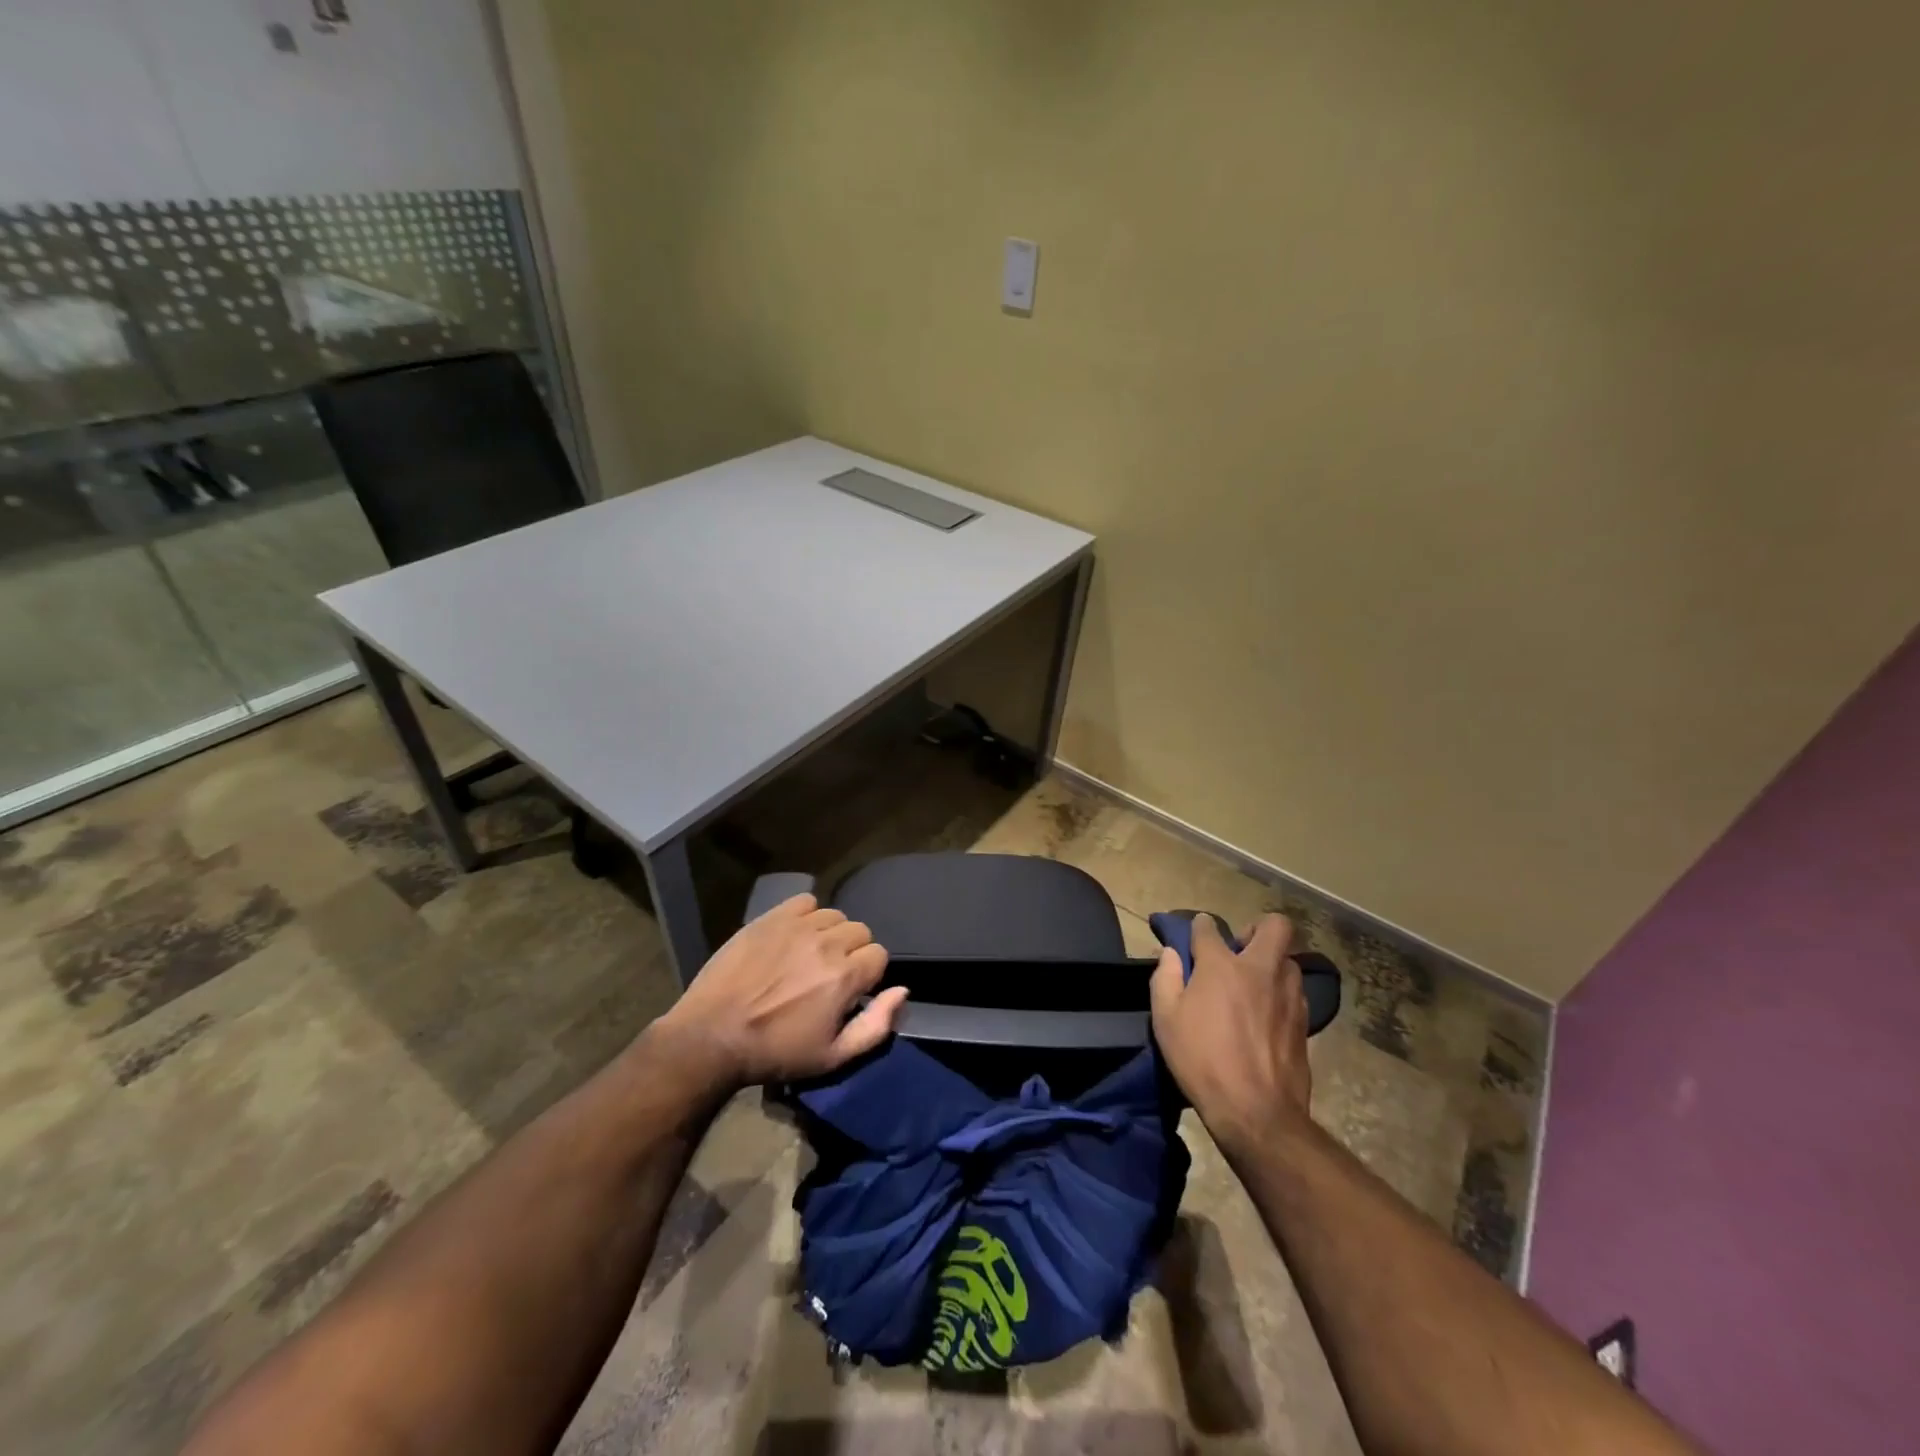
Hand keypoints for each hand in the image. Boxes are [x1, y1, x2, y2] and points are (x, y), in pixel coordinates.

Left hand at [656, 894, 906, 1085]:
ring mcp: (797, 927)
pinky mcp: (771, 917)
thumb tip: (902, 991)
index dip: (868, 974)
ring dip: (829, 933)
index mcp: (845, 977)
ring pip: (834, 916)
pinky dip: (806, 915)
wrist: (711, 1037)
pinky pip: (805, 902)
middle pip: (860, 931)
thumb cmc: (775, 1052)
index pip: (879, 955)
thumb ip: (876, 1026)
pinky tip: (793, 937)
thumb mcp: (833, 1057)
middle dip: (852, 952)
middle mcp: (826, 944)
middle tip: (829, 975)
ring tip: (809, 956)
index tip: (850, 992)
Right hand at [1151, 913, 1312, 1153]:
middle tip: (1239, 951)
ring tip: (1253, 986)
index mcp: (1222, 966)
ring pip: (1288, 959)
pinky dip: (1280, 993)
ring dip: (1271, 963)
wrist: (1257, 1112)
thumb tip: (1171, 953)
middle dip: (1257, 928)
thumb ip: (1165, 977)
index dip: (1199, 928)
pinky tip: (1266, 1015)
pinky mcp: (1304, 1021)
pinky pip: (1295, 991)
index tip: (1193, 938)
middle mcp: (1260, 969)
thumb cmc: (1202, 1060)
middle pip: (1275, 925)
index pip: (1208, 927)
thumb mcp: (1165, 1019)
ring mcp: (1288, 994)